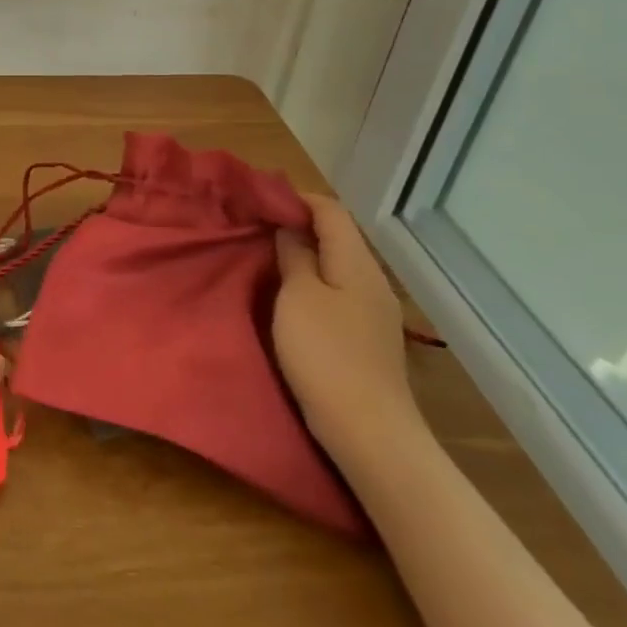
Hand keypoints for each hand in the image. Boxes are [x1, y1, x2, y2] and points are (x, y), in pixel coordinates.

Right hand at [274, 195, 423, 453]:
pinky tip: (286, 291)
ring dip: (302, 253)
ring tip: (263, 253)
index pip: (331, 211)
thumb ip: (295, 256)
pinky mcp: (363, 334)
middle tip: (254, 224)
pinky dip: (310, 278)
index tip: (258, 197)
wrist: (367, 428)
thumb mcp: (299, 296)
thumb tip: (291, 230)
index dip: (296, 198)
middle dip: (297, 224)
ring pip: (334, 264)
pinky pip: (335, 289)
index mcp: (357, 264)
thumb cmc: (326, 353)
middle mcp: (371, 280)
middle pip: (336, 236)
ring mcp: (371, 309)